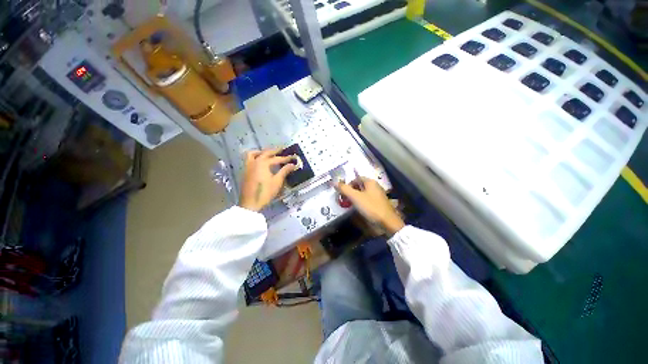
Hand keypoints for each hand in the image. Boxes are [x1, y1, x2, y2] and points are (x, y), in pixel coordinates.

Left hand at [239, 148, 296, 211]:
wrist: (251, 203)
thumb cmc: (265, 192)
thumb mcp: (277, 181)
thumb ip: (285, 171)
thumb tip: (293, 165)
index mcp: (263, 163)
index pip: (277, 158)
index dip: (286, 158)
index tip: (293, 157)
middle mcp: (255, 161)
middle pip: (266, 153)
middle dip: (275, 151)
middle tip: (282, 149)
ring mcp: (248, 166)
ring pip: (254, 154)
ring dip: (262, 152)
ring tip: (268, 153)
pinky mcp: (246, 171)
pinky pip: (249, 159)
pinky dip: (255, 156)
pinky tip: (260, 162)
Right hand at [336, 177, 404, 234]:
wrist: (387, 223)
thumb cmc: (371, 207)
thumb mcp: (355, 197)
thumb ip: (344, 189)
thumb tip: (334, 182)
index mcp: (370, 182)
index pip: (356, 178)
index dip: (348, 184)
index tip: (342, 192)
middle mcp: (374, 187)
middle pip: (359, 186)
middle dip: (350, 192)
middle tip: (343, 199)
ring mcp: (377, 196)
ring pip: (362, 194)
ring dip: (354, 198)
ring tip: (348, 205)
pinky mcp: (377, 205)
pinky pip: (366, 201)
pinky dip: (360, 203)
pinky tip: (356, 209)